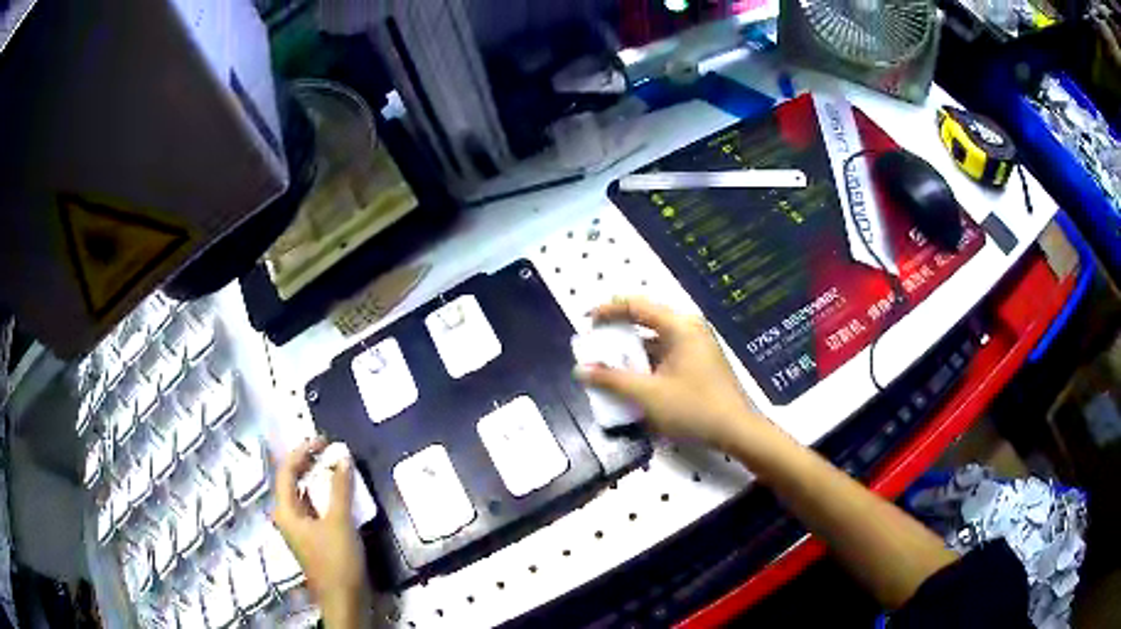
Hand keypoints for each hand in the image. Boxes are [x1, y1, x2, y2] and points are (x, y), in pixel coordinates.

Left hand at [274, 439, 372, 627]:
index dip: (303, 451)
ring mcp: (300, 528)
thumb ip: (340, 488)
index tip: (324, 440)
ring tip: (336, 465)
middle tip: (331, 449)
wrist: (345, 600)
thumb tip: (343, 456)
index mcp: (286, 510)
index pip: (287, 470)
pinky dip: (325, 495)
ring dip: (318, 478)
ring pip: (305, 494)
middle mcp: (288, 516)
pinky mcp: (314, 537)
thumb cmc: (337, 561)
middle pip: (293, 481)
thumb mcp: (339, 521)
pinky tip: (339, 492)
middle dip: (309, 462)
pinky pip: (315, 507)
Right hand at [575, 297, 768, 450]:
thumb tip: (580, 370)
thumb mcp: (648, 395)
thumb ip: (612, 380)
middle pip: (647, 319)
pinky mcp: (700, 362)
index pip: (636, 305)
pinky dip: (647, 361)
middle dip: (618, 331)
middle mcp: (689, 328)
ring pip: (657, 338)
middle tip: (594, 344)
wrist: (737, 431)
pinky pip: (667, 352)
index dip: (608, 310)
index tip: (586, 322)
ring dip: (632, 350)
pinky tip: (634, 379)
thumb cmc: (694, 408)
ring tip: (608, 364)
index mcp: (679, 326)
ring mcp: (697, 345)